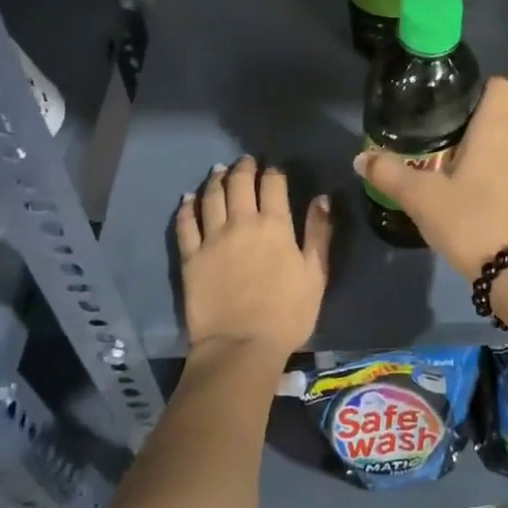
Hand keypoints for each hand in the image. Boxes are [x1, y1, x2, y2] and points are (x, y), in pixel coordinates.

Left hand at [176, 156, 331, 361]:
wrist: (241, 346)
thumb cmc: (287, 313)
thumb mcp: (316, 274)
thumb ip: (319, 233)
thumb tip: (321, 198)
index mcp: (275, 226)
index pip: (273, 185)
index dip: (273, 172)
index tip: (273, 168)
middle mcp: (242, 223)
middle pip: (239, 184)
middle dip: (244, 168)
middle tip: (245, 161)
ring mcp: (212, 238)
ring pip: (211, 197)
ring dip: (216, 179)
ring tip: (218, 170)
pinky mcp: (191, 257)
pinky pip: (185, 224)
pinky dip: (186, 207)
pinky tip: (188, 198)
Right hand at [354, 77, 507, 279]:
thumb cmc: (470, 221)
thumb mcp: (421, 198)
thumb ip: (389, 173)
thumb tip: (361, 158)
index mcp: (498, 128)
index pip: (498, 85)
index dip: (476, 89)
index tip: (450, 107)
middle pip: (499, 118)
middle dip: (472, 128)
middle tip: (438, 147)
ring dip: (486, 156)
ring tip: (454, 176)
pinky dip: (499, 178)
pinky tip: (477, 202)